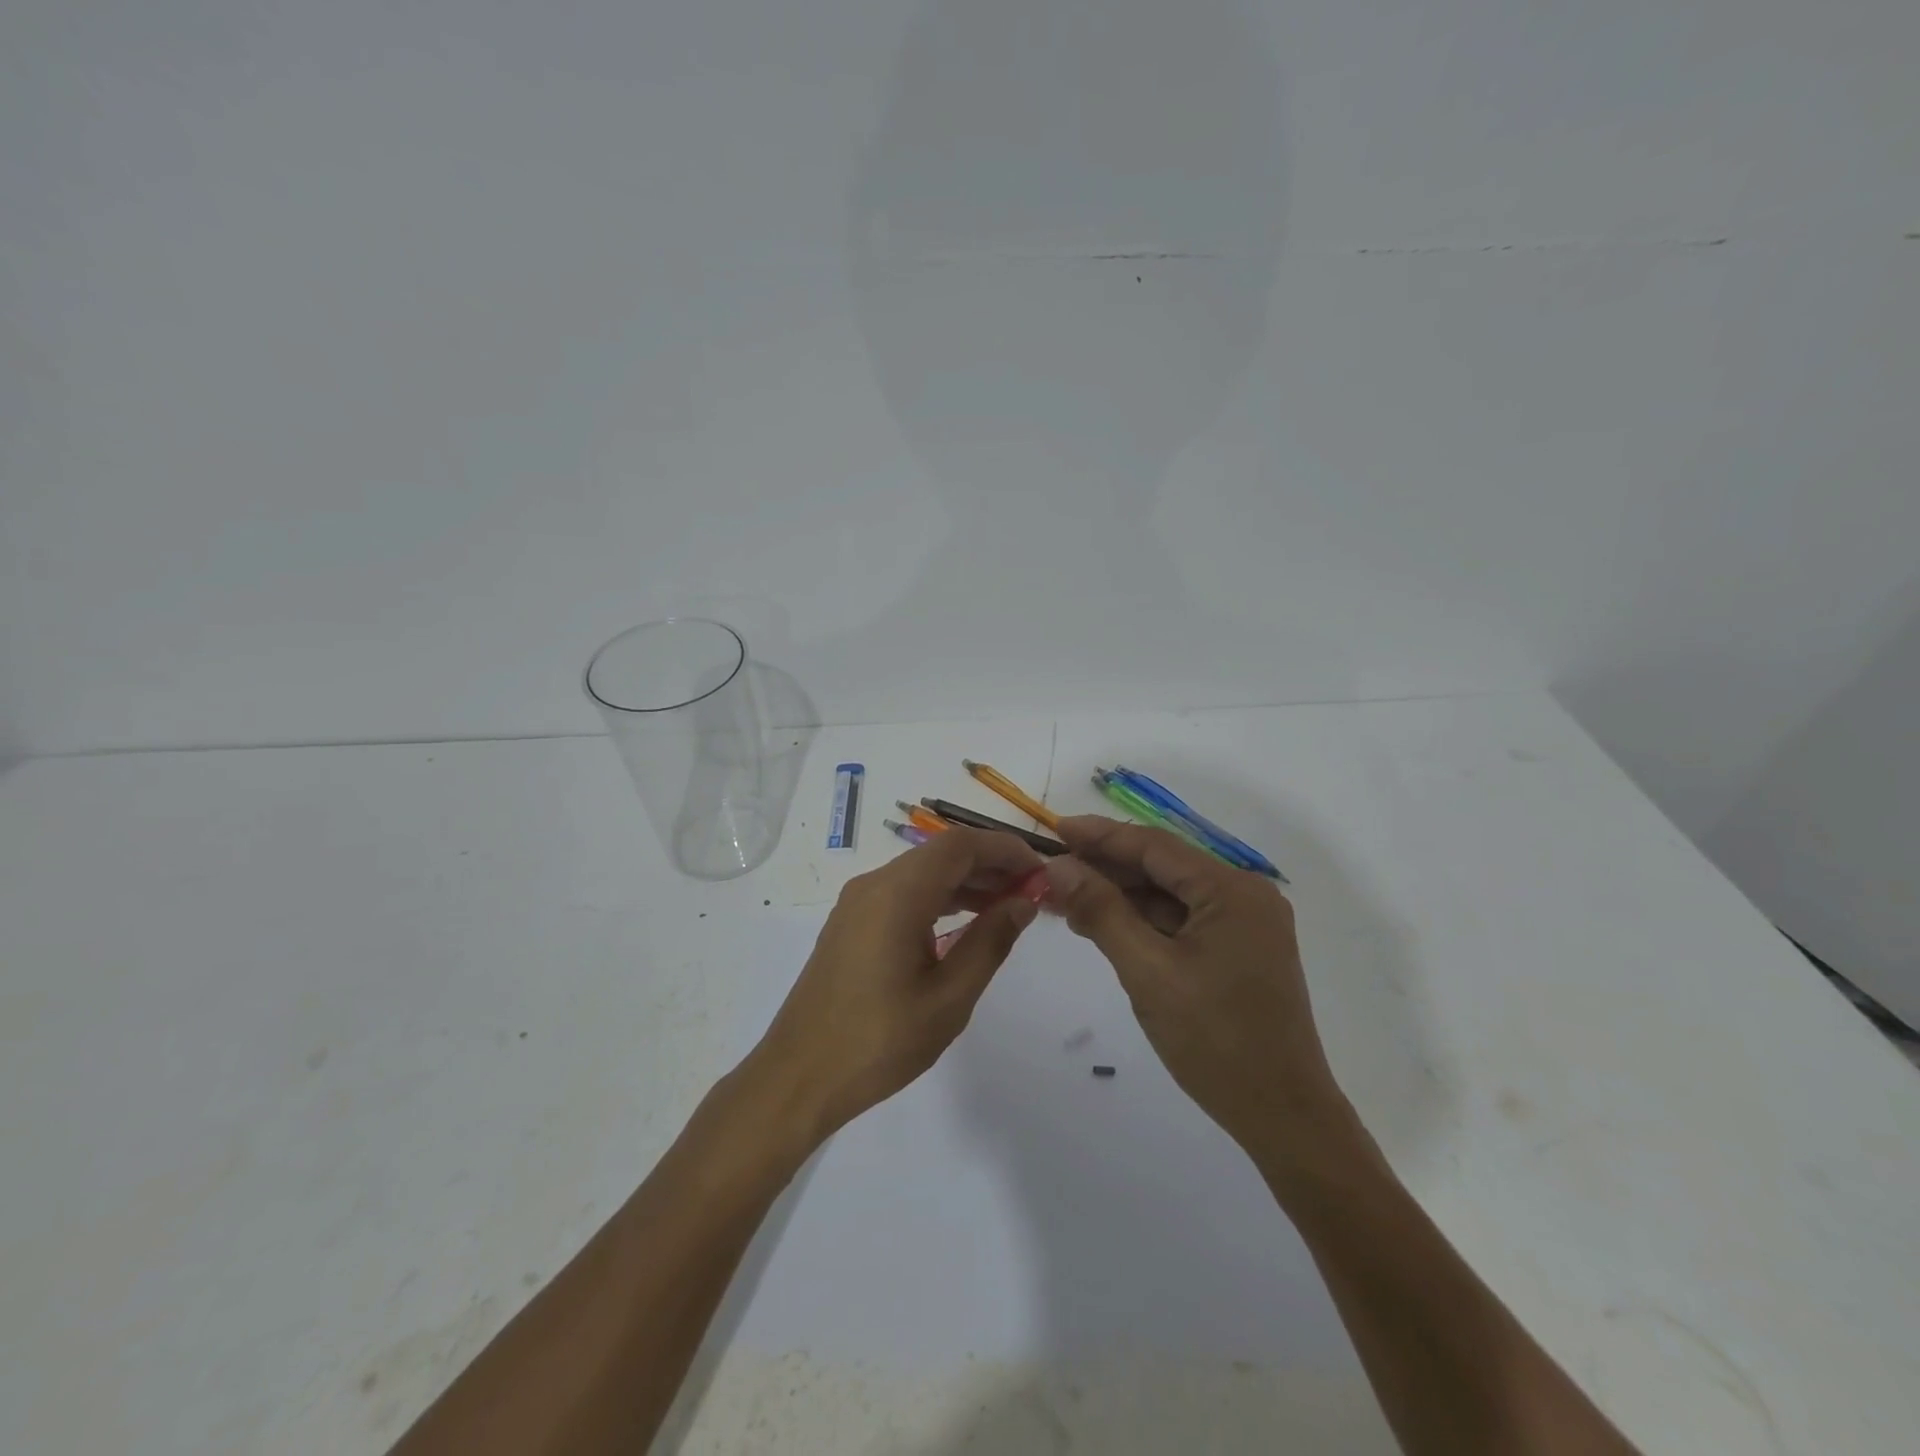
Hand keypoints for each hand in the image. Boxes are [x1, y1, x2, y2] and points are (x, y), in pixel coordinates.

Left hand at [748, 827, 1044, 1143]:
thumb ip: (990, 942)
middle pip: (941, 854)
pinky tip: (965, 922)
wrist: (798, 1077)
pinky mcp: (851, 923)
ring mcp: (858, 903)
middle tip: (1032, 891)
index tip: (1042, 871)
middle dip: (989, 864)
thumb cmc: (878, 1042)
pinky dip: (939, 897)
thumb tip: (1023, 902)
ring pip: (922, 872)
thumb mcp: (948, 998)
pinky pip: (903, 893)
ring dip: (966, 881)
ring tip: (1008, 906)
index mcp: (896, 893)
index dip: (1004, 849)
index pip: (960, 845)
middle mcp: (874, 884)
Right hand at [1043, 816, 1350, 1155]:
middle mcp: (1244, 896)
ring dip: (1120, 897)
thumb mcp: (1148, 972)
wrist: (1283, 1118)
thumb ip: (1102, 912)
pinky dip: (1143, 921)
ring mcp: (1245, 925)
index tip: (1055, 829)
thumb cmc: (1215, 1042)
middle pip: (1162, 868)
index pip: (1154, 846)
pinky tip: (1103, 925)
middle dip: (1106, 869)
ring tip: (1066, 899)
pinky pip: (1182, 921)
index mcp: (1232, 891)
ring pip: (1170, 895)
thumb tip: (1058, 867)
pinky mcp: (1239, 951)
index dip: (1101, 836)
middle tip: (1052, 871)